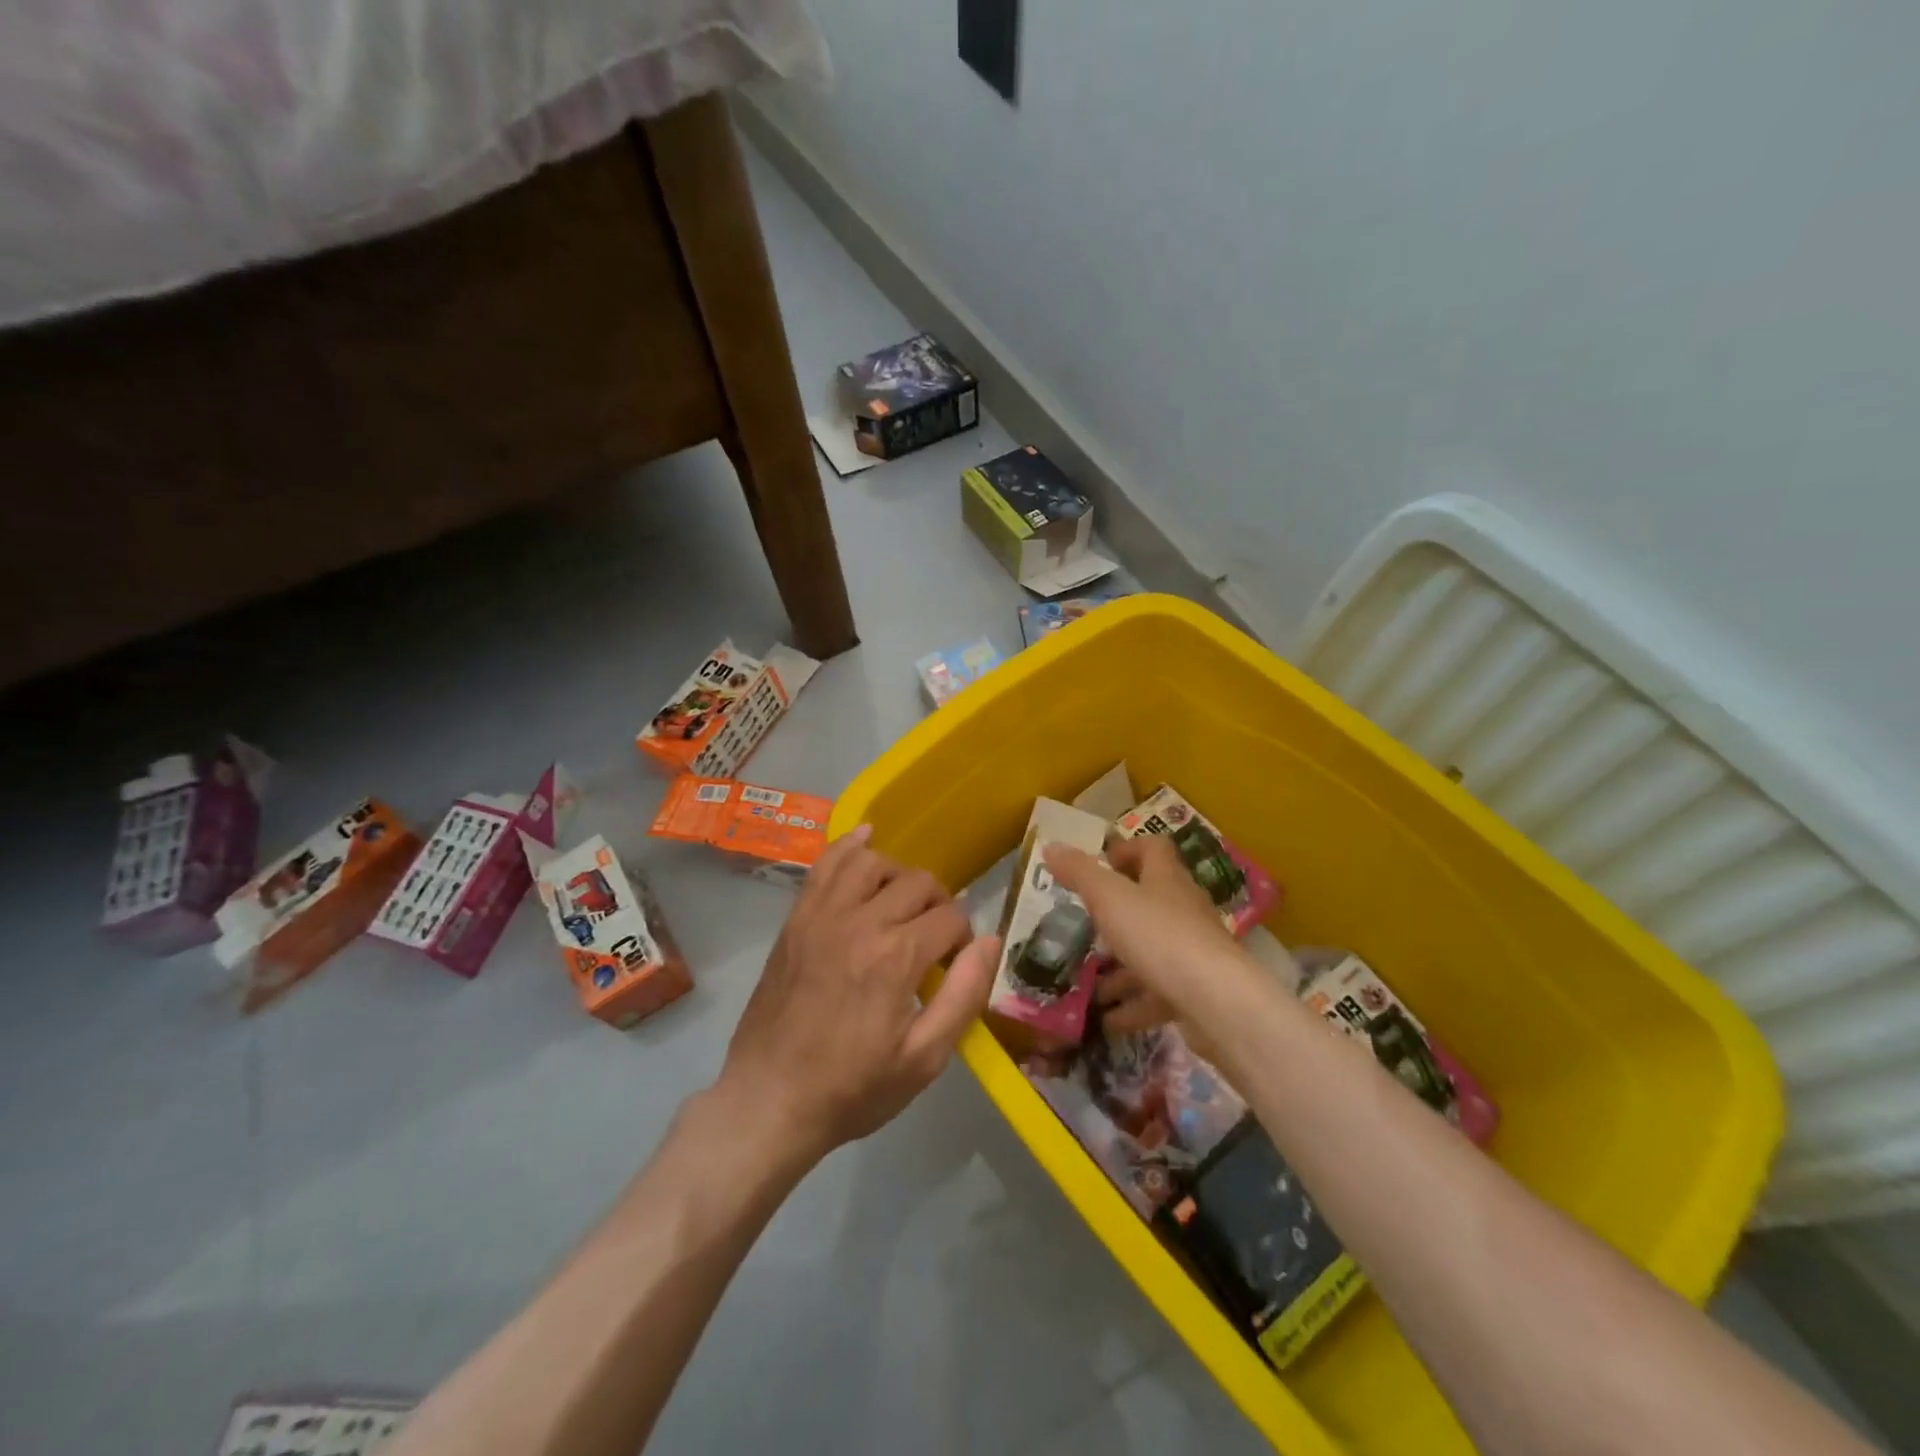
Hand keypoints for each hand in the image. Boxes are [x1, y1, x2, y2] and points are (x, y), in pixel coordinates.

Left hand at [720, 824, 998, 1160]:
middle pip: (918, 883)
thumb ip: (963, 994)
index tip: (954, 966)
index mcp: (896, 957)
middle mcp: (861, 921)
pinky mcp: (797, 918)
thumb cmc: (852, 1087)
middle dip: (939, 905)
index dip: (964, 939)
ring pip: (873, 861)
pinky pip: (825, 863)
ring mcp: (822, 915)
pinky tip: (866, 838)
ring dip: (898, 875)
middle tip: (935, 939)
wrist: (769, 1100)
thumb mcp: (923, 1059)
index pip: (952, 917)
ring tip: (901, 905)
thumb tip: (990, 941)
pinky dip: (849, 844)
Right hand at [1045, 835, 1247, 1024]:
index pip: (1153, 849)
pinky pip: (1157, 994)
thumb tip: (1050, 846)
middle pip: (1150, 902)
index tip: (1100, 865)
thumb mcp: (1109, 898)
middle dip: (1115, 915)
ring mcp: (1192, 953)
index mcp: (1166, 879)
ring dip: (1120, 967)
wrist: (1216, 1002)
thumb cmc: (1158, 936)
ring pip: (1151, 952)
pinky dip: (1132, 1006)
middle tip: (1083, 927)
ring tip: (1087, 981)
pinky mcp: (1194, 992)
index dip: (1127, 850)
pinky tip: (1107, 1019)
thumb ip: (1079, 873)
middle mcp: (1183, 910)